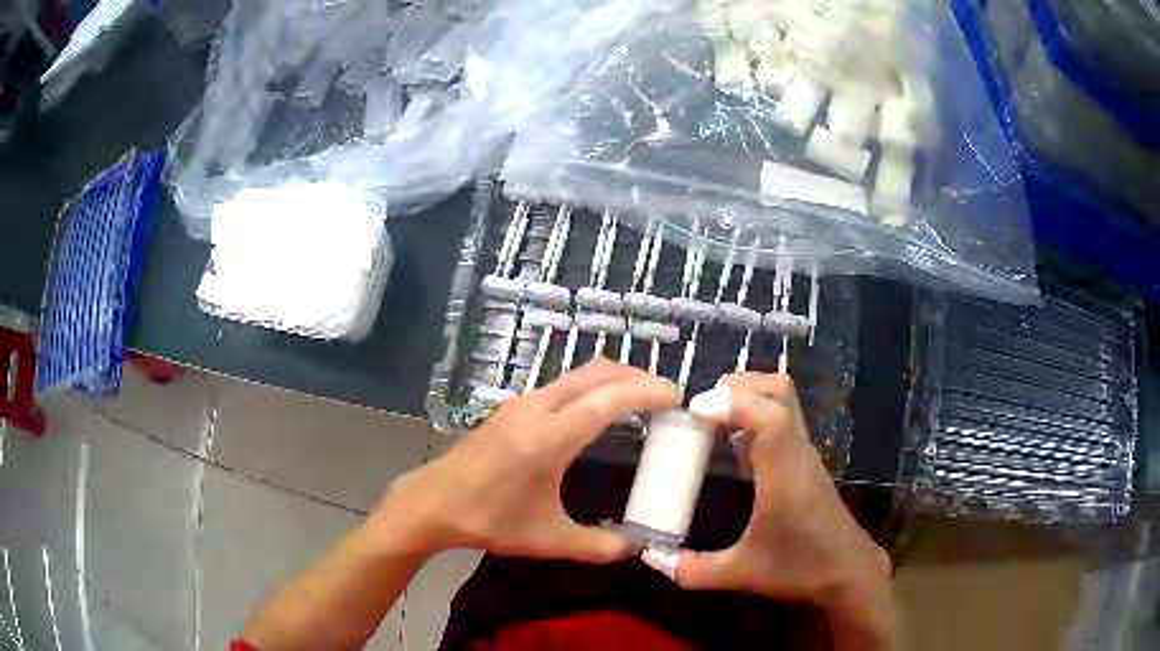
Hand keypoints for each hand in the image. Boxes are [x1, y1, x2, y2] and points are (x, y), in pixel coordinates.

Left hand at [373, 359, 679, 562]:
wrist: (432, 503)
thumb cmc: (488, 519)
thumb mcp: (548, 539)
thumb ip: (597, 546)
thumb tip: (635, 549)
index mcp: (550, 437)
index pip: (609, 400)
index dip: (647, 392)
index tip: (676, 397)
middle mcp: (538, 408)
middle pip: (596, 373)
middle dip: (635, 376)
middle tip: (663, 396)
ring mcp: (521, 403)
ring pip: (577, 375)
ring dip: (611, 379)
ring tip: (637, 402)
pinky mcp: (511, 407)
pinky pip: (561, 385)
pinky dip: (590, 387)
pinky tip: (596, 413)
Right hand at [644, 374, 894, 648]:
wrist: (848, 570)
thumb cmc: (800, 569)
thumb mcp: (741, 574)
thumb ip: (693, 569)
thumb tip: (651, 556)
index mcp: (784, 479)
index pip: (771, 419)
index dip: (734, 404)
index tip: (695, 409)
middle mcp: (797, 455)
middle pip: (780, 392)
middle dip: (738, 387)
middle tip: (700, 407)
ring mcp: (805, 454)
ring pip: (785, 400)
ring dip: (747, 396)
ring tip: (710, 417)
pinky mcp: (805, 460)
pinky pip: (783, 418)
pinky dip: (755, 414)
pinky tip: (733, 442)